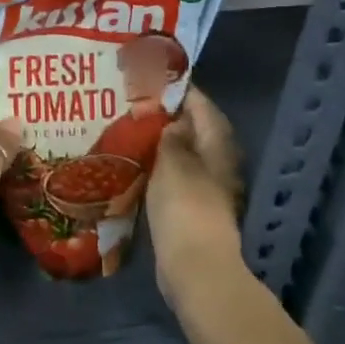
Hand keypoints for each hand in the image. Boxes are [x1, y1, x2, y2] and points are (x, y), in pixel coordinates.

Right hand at [147, 86, 245, 299]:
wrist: (194, 266)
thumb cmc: (185, 206)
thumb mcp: (173, 162)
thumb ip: (171, 135)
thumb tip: (173, 118)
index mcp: (217, 144)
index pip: (200, 104)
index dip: (177, 89)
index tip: (149, 77)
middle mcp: (217, 161)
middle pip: (192, 127)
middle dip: (166, 114)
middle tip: (132, 100)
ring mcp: (205, 185)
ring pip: (181, 152)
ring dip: (159, 140)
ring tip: (127, 126)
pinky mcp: (190, 206)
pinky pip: (173, 174)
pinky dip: (156, 164)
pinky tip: (133, 161)